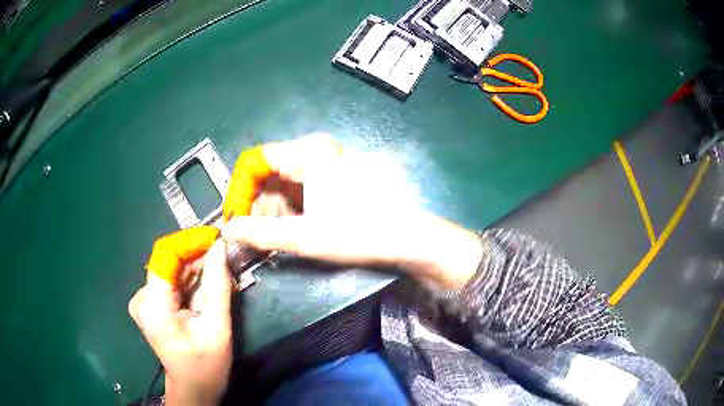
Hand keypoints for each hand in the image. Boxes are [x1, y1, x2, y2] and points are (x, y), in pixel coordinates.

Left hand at [129, 240, 232, 405]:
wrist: (193, 388)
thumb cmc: (206, 365)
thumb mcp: (217, 328)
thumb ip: (218, 285)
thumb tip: (220, 247)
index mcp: (153, 305)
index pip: (165, 254)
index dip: (190, 240)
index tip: (217, 237)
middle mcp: (142, 297)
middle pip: (169, 261)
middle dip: (197, 255)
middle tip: (225, 255)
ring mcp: (144, 300)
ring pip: (172, 269)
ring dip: (196, 267)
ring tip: (221, 271)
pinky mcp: (151, 303)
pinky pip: (172, 280)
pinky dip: (191, 278)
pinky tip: (208, 285)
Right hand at [222, 134, 482, 289]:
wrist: (405, 238)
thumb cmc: (357, 232)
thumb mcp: (303, 236)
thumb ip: (259, 232)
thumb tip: (228, 230)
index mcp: (307, 152)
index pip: (255, 162)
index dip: (240, 190)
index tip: (234, 219)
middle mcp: (314, 151)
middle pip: (268, 174)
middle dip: (257, 206)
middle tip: (252, 237)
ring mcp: (325, 163)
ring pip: (283, 185)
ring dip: (272, 212)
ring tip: (271, 240)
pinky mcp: (332, 178)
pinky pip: (299, 191)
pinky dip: (289, 211)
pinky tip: (290, 232)